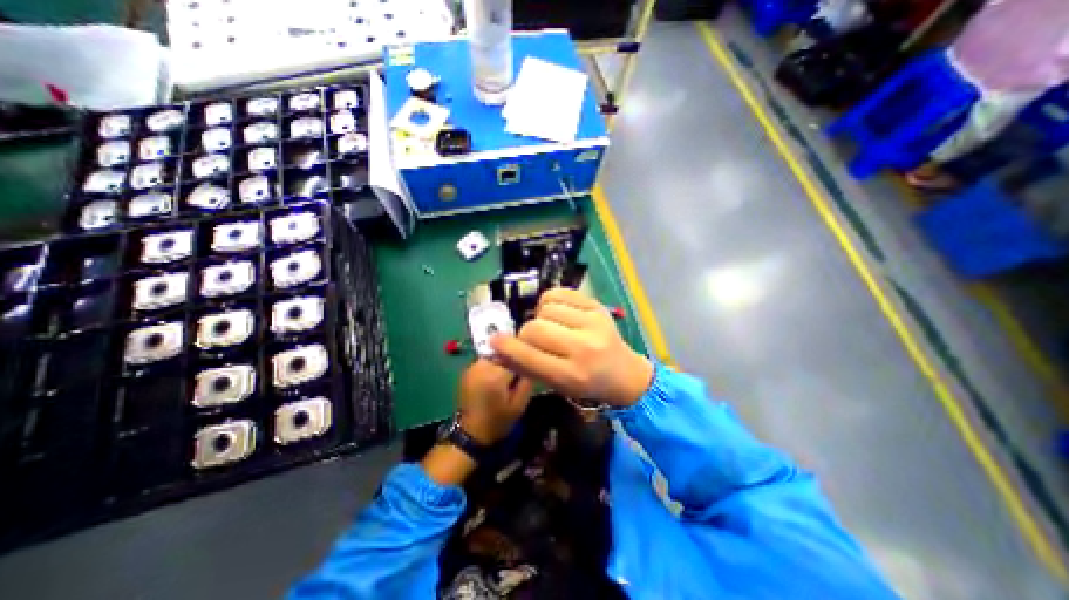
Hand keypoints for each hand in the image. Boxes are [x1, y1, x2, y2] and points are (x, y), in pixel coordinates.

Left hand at [457, 356, 530, 444]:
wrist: (471, 433)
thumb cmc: (499, 421)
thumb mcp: (520, 404)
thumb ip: (527, 379)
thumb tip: (532, 360)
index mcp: (495, 374)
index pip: (514, 352)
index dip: (524, 352)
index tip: (532, 356)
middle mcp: (481, 366)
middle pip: (502, 349)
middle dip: (513, 354)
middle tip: (521, 365)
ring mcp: (472, 366)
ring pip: (494, 352)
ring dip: (503, 357)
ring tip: (510, 370)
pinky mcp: (467, 370)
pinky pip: (485, 359)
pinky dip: (493, 362)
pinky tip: (497, 375)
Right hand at [490, 285, 651, 407]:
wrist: (623, 372)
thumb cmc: (586, 383)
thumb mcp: (555, 384)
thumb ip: (524, 367)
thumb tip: (495, 348)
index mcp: (572, 375)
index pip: (529, 356)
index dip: (507, 347)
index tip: (495, 340)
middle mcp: (584, 347)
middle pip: (535, 328)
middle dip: (526, 333)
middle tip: (533, 339)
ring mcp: (594, 322)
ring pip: (546, 308)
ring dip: (540, 317)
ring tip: (550, 326)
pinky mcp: (597, 306)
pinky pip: (560, 293)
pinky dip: (551, 301)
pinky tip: (557, 312)